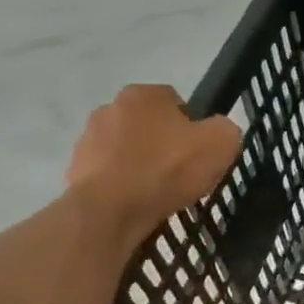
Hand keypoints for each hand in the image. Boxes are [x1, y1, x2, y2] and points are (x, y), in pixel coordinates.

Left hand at [65, 84, 242, 243]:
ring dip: (143, 164)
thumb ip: (225, 129)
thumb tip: (217, 132)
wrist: (111, 209)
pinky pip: (111, 173)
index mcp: (143, 94)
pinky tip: (139, 201)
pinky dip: (125, 184)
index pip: (176, 101)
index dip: (194, 127)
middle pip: (150, 125)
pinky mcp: (77, 168)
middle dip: (165, 144)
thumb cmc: (167, 169)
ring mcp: (89, 138)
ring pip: (129, 149)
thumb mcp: (221, 144)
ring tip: (161, 192)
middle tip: (184, 173)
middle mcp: (110, 107)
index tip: (201, 152)